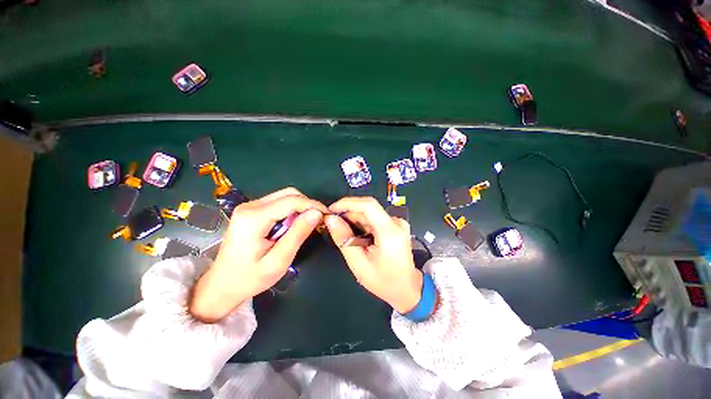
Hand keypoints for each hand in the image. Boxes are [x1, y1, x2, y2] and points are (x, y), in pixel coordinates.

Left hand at [189, 188, 326, 322]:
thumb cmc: (249, 278)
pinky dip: (291, 211)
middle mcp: (250, 206)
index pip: (291, 201)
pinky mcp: (252, 211)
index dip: (313, 205)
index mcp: (254, 218)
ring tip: (306, 225)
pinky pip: (278, 203)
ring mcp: (249, 207)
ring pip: (284, 196)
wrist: (222, 285)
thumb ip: (298, 234)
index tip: (327, 215)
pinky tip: (293, 225)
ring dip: (300, 208)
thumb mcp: (278, 261)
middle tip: (318, 221)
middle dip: (307, 205)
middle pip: (288, 194)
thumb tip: (317, 213)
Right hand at [325, 197, 422, 313]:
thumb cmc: (383, 280)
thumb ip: (344, 239)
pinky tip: (357, 236)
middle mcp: (396, 222)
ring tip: (345, 234)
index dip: (348, 203)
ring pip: (370, 214)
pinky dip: (363, 224)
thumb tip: (330, 219)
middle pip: (368, 209)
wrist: (406, 288)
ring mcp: (397, 223)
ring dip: (355, 220)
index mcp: (389, 231)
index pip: (368, 205)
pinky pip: (375, 219)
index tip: (331, 210)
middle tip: (333, 225)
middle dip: (348, 214)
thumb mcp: (358, 263)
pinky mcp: (395, 225)